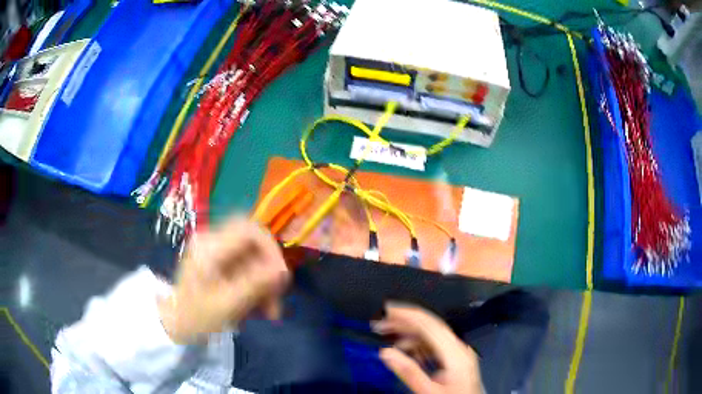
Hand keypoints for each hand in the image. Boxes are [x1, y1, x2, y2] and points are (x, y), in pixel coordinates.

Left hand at [158, 217, 289, 343]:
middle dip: (270, 269)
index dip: (271, 249)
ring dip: (266, 281)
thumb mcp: (227, 304)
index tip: (281, 276)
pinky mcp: (220, 262)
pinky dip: (257, 285)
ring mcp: (216, 251)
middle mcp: (213, 241)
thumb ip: (255, 284)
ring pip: (254, 257)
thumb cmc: (196, 316)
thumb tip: (283, 270)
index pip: (250, 230)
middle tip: (278, 294)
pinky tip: (261, 306)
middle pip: (254, 243)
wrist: (175, 324)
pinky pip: (247, 267)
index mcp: (210, 246)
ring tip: (270, 311)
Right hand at [374, 304, 482, 393]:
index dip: (407, 314)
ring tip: (387, 337)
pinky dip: (417, 345)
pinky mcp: (454, 359)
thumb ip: (408, 372)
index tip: (387, 310)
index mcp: (455, 353)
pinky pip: (434, 346)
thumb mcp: (428, 391)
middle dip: (404, 322)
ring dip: (408, 334)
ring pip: (431, 335)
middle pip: (430, 326)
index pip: (429, 324)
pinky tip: (404, 351)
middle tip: (380, 324)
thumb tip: (386, 353)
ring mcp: (458, 353)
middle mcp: (458, 348)